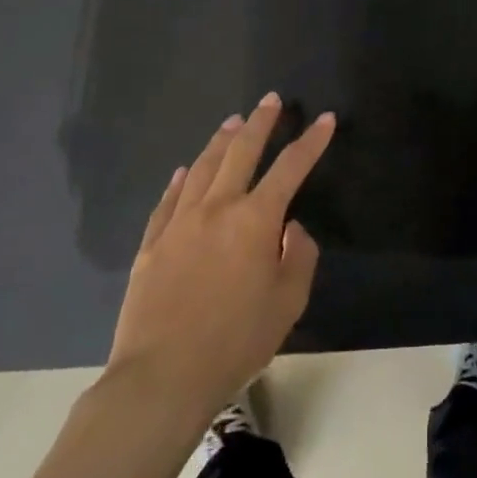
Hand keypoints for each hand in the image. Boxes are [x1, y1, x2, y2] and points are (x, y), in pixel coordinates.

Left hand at [104, 94, 333, 428]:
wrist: (162, 377)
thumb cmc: (236, 341)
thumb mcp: (288, 303)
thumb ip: (298, 257)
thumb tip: (290, 228)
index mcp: (255, 220)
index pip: (291, 167)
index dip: (312, 141)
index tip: (325, 119)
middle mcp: (217, 208)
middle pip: (241, 152)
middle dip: (261, 123)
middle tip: (271, 100)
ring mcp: (179, 223)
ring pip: (202, 168)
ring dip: (221, 141)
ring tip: (233, 121)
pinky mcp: (151, 244)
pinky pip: (168, 200)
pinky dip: (180, 180)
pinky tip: (185, 170)